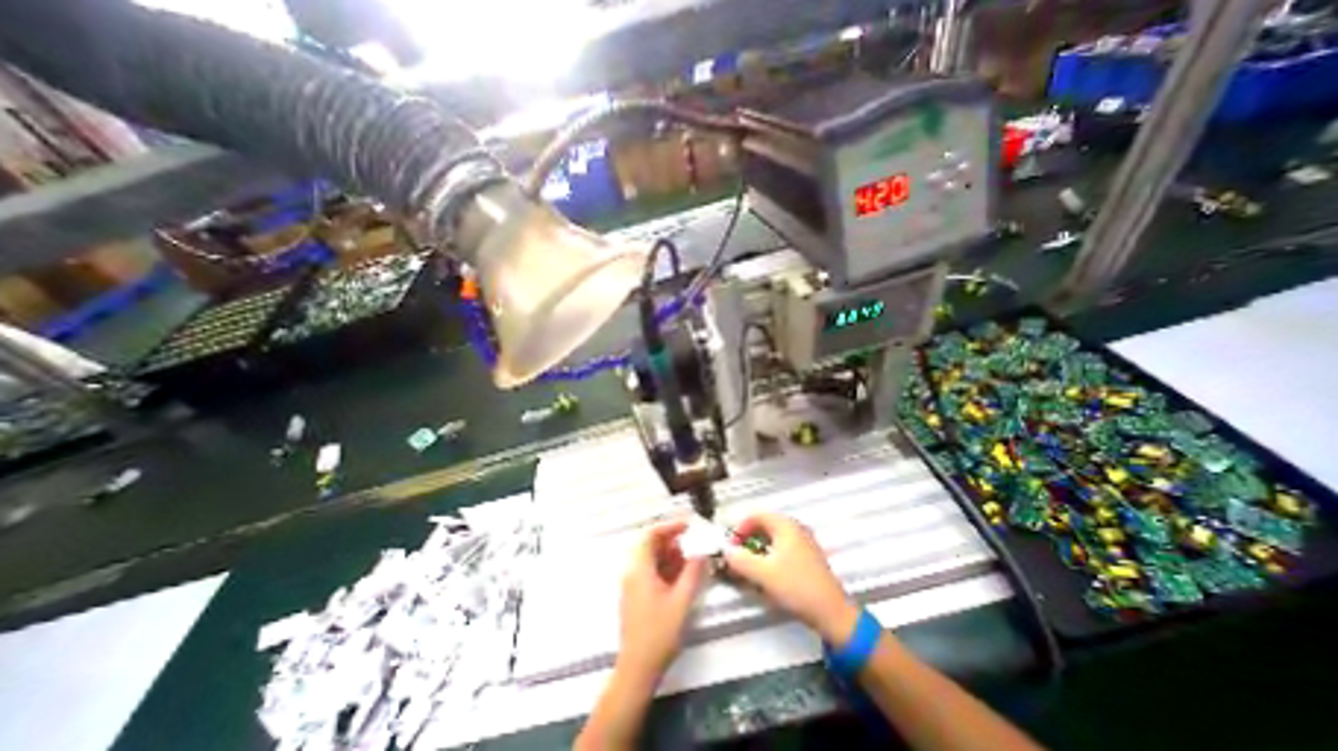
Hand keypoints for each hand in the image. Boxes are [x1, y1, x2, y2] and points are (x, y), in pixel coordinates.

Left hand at [618, 524, 710, 680]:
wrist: (637, 668)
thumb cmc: (659, 632)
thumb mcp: (682, 600)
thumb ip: (693, 572)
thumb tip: (703, 552)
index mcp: (639, 567)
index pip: (651, 534)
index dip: (670, 526)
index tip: (688, 526)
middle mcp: (632, 571)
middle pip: (650, 545)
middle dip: (672, 541)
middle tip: (693, 544)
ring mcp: (632, 583)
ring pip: (651, 558)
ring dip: (670, 555)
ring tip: (691, 561)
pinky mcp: (635, 595)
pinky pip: (650, 571)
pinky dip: (665, 568)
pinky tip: (681, 577)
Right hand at [721, 513, 854, 642]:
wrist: (832, 613)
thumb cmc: (797, 587)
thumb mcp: (763, 574)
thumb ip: (740, 559)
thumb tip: (726, 550)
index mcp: (785, 525)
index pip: (756, 515)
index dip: (740, 527)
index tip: (731, 545)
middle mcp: (796, 528)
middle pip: (764, 524)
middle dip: (747, 537)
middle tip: (737, 554)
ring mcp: (804, 542)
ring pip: (773, 537)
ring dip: (757, 547)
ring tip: (749, 565)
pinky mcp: (808, 557)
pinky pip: (782, 547)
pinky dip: (769, 554)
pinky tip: (767, 572)